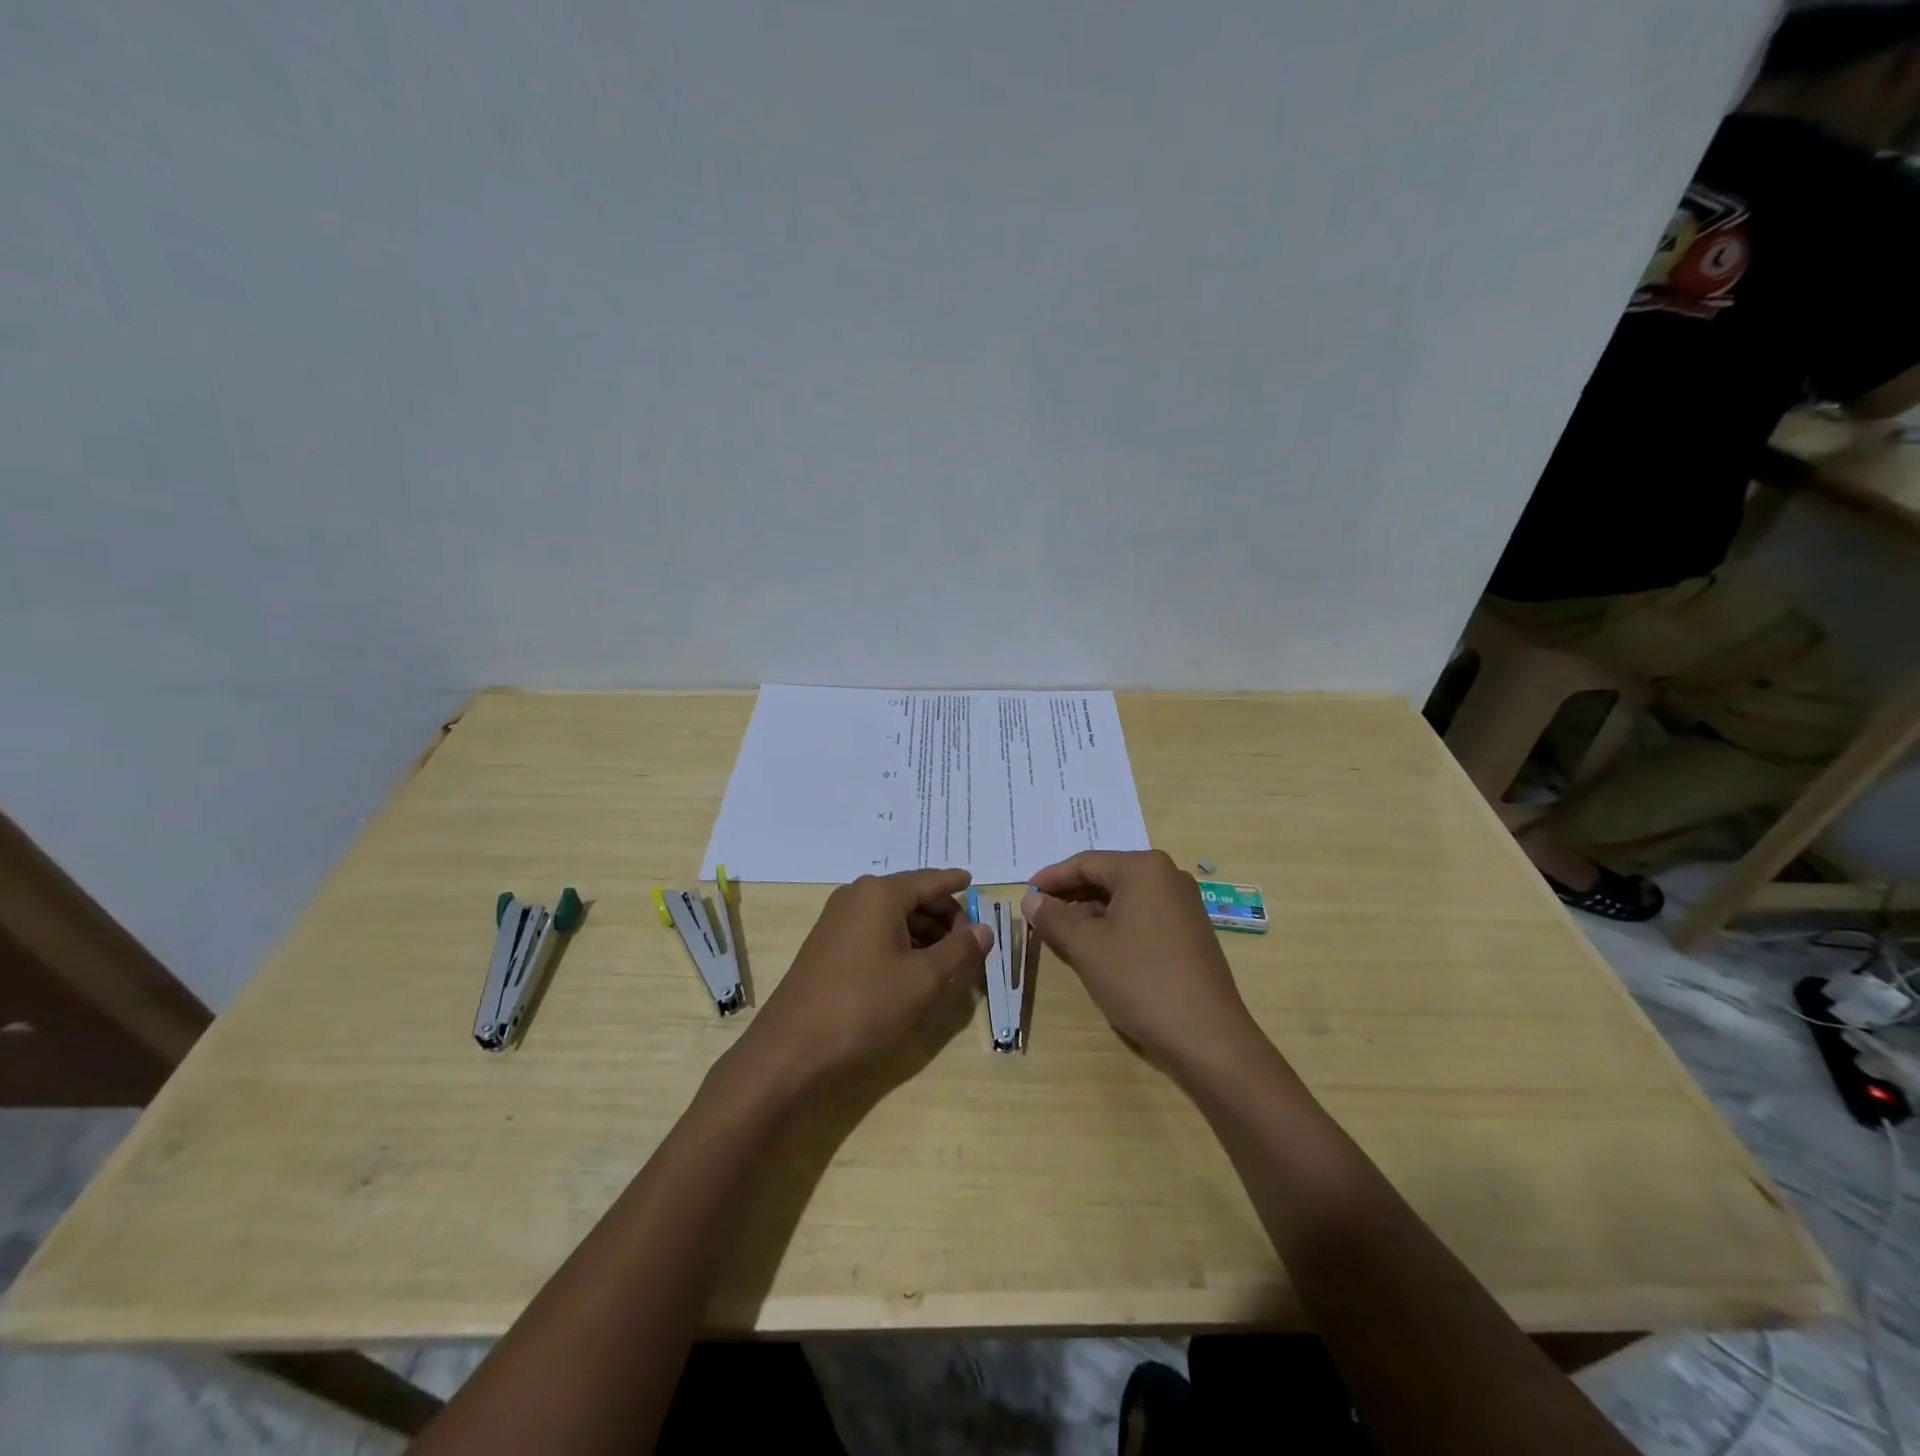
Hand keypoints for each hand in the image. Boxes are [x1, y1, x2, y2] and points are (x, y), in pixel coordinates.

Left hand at [740, 868, 992, 1084]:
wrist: (792, 1049)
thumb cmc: (865, 1006)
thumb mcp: (923, 979)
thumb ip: (959, 950)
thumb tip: (984, 929)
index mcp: (881, 893)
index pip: (930, 880)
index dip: (956, 884)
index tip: (976, 882)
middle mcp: (857, 896)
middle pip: (912, 895)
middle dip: (944, 915)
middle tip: (970, 942)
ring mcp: (838, 920)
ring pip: (893, 915)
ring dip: (923, 932)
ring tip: (948, 961)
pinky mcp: (828, 945)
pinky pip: (874, 931)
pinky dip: (900, 942)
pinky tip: (914, 969)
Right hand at [1023, 850, 1260, 1075]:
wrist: (1207, 1036)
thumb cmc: (1140, 980)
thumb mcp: (1086, 947)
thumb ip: (1053, 918)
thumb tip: (1031, 899)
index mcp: (1144, 869)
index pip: (1086, 862)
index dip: (1052, 878)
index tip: (1026, 894)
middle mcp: (1168, 877)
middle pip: (1106, 877)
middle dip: (1070, 895)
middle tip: (1038, 914)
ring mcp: (1183, 905)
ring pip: (1123, 899)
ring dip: (1090, 912)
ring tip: (1060, 933)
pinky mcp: (1189, 932)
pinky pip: (1141, 916)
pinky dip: (1114, 925)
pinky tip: (1095, 947)